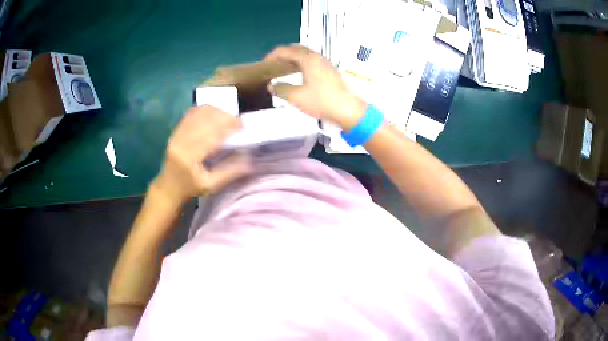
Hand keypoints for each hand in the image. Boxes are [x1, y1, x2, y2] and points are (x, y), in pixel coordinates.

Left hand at [152, 105, 251, 203]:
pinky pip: (191, 113)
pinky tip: (214, 115)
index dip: (227, 127)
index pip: (210, 135)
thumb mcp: (211, 186)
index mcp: (188, 157)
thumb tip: (250, 161)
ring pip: (198, 113)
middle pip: (204, 119)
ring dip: (215, 112)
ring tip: (227, 118)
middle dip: (224, 116)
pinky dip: (205, 111)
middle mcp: (180, 141)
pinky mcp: (176, 129)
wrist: (168, 187)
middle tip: (237, 121)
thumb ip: (230, 173)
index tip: (242, 125)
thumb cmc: (190, 188)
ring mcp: (176, 133)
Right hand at [264, 44, 366, 129]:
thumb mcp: (297, 97)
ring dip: (292, 58)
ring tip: (282, 69)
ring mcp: (325, 63)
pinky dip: (301, 63)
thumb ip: (281, 90)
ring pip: (305, 54)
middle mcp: (317, 57)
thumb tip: (270, 86)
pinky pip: (311, 61)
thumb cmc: (321, 102)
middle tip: (272, 64)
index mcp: (308, 59)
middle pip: (296, 49)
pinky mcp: (330, 70)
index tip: (263, 64)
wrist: (348, 110)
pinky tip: (297, 74)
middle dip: (282, 54)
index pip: (286, 50)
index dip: (272, 55)